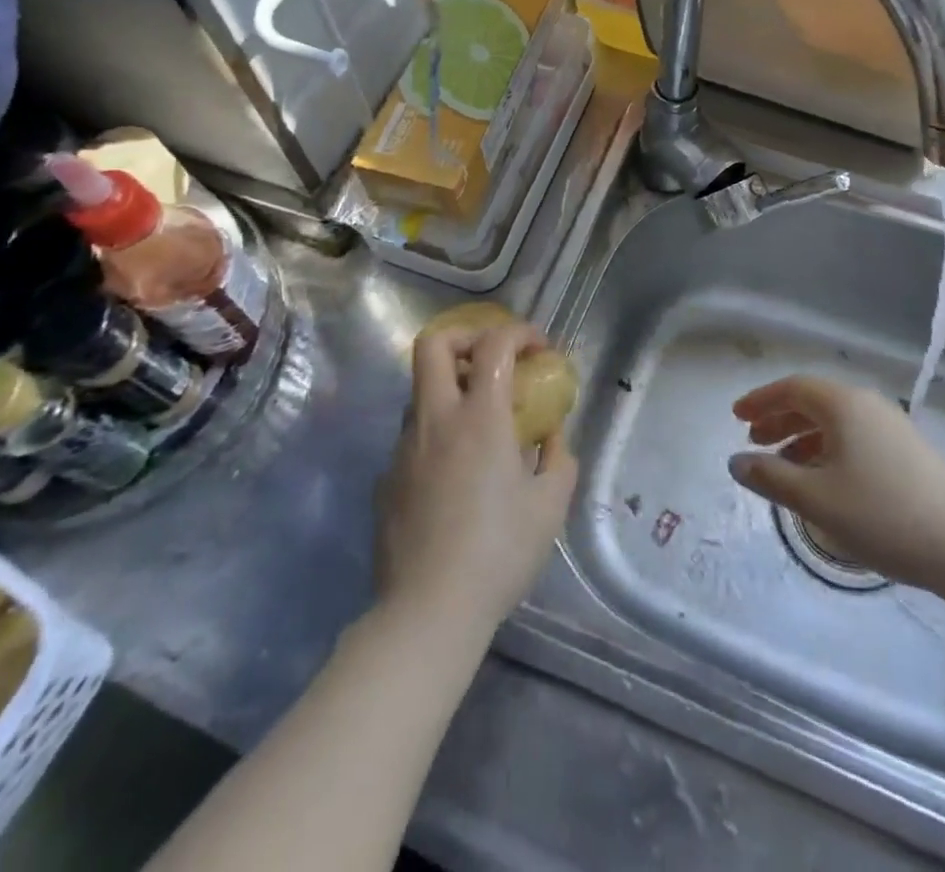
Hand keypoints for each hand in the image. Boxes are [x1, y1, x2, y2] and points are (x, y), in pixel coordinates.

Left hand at [375, 321, 577, 636]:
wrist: (428, 611)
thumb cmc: (499, 553)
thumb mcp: (550, 506)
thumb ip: (559, 460)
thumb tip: (553, 438)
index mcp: (479, 417)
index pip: (493, 345)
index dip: (519, 332)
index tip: (539, 349)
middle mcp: (435, 419)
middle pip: (433, 344)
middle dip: (466, 337)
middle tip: (494, 361)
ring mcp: (403, 448)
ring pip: (420, 391)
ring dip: (452, 389)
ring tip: (480, 425)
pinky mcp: (386, 479)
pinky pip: (413, 438)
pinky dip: (438, 435)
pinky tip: (456, 477)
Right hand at [729, 375, 944, 597]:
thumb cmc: (885, 516)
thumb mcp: (817, 500)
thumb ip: (771, 477)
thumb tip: (736, 461)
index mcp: (844, 405)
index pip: (792, 388)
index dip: (761, 400)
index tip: (736, 417)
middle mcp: (868, 406)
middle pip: (814, 401)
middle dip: (780, 418)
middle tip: (754, 440)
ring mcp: (893, 428)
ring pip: (835, 421)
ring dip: (803, 436)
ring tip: (783, 464)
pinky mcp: (910, 453)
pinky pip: (855, 437)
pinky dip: (828, 449)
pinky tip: (824, 480)